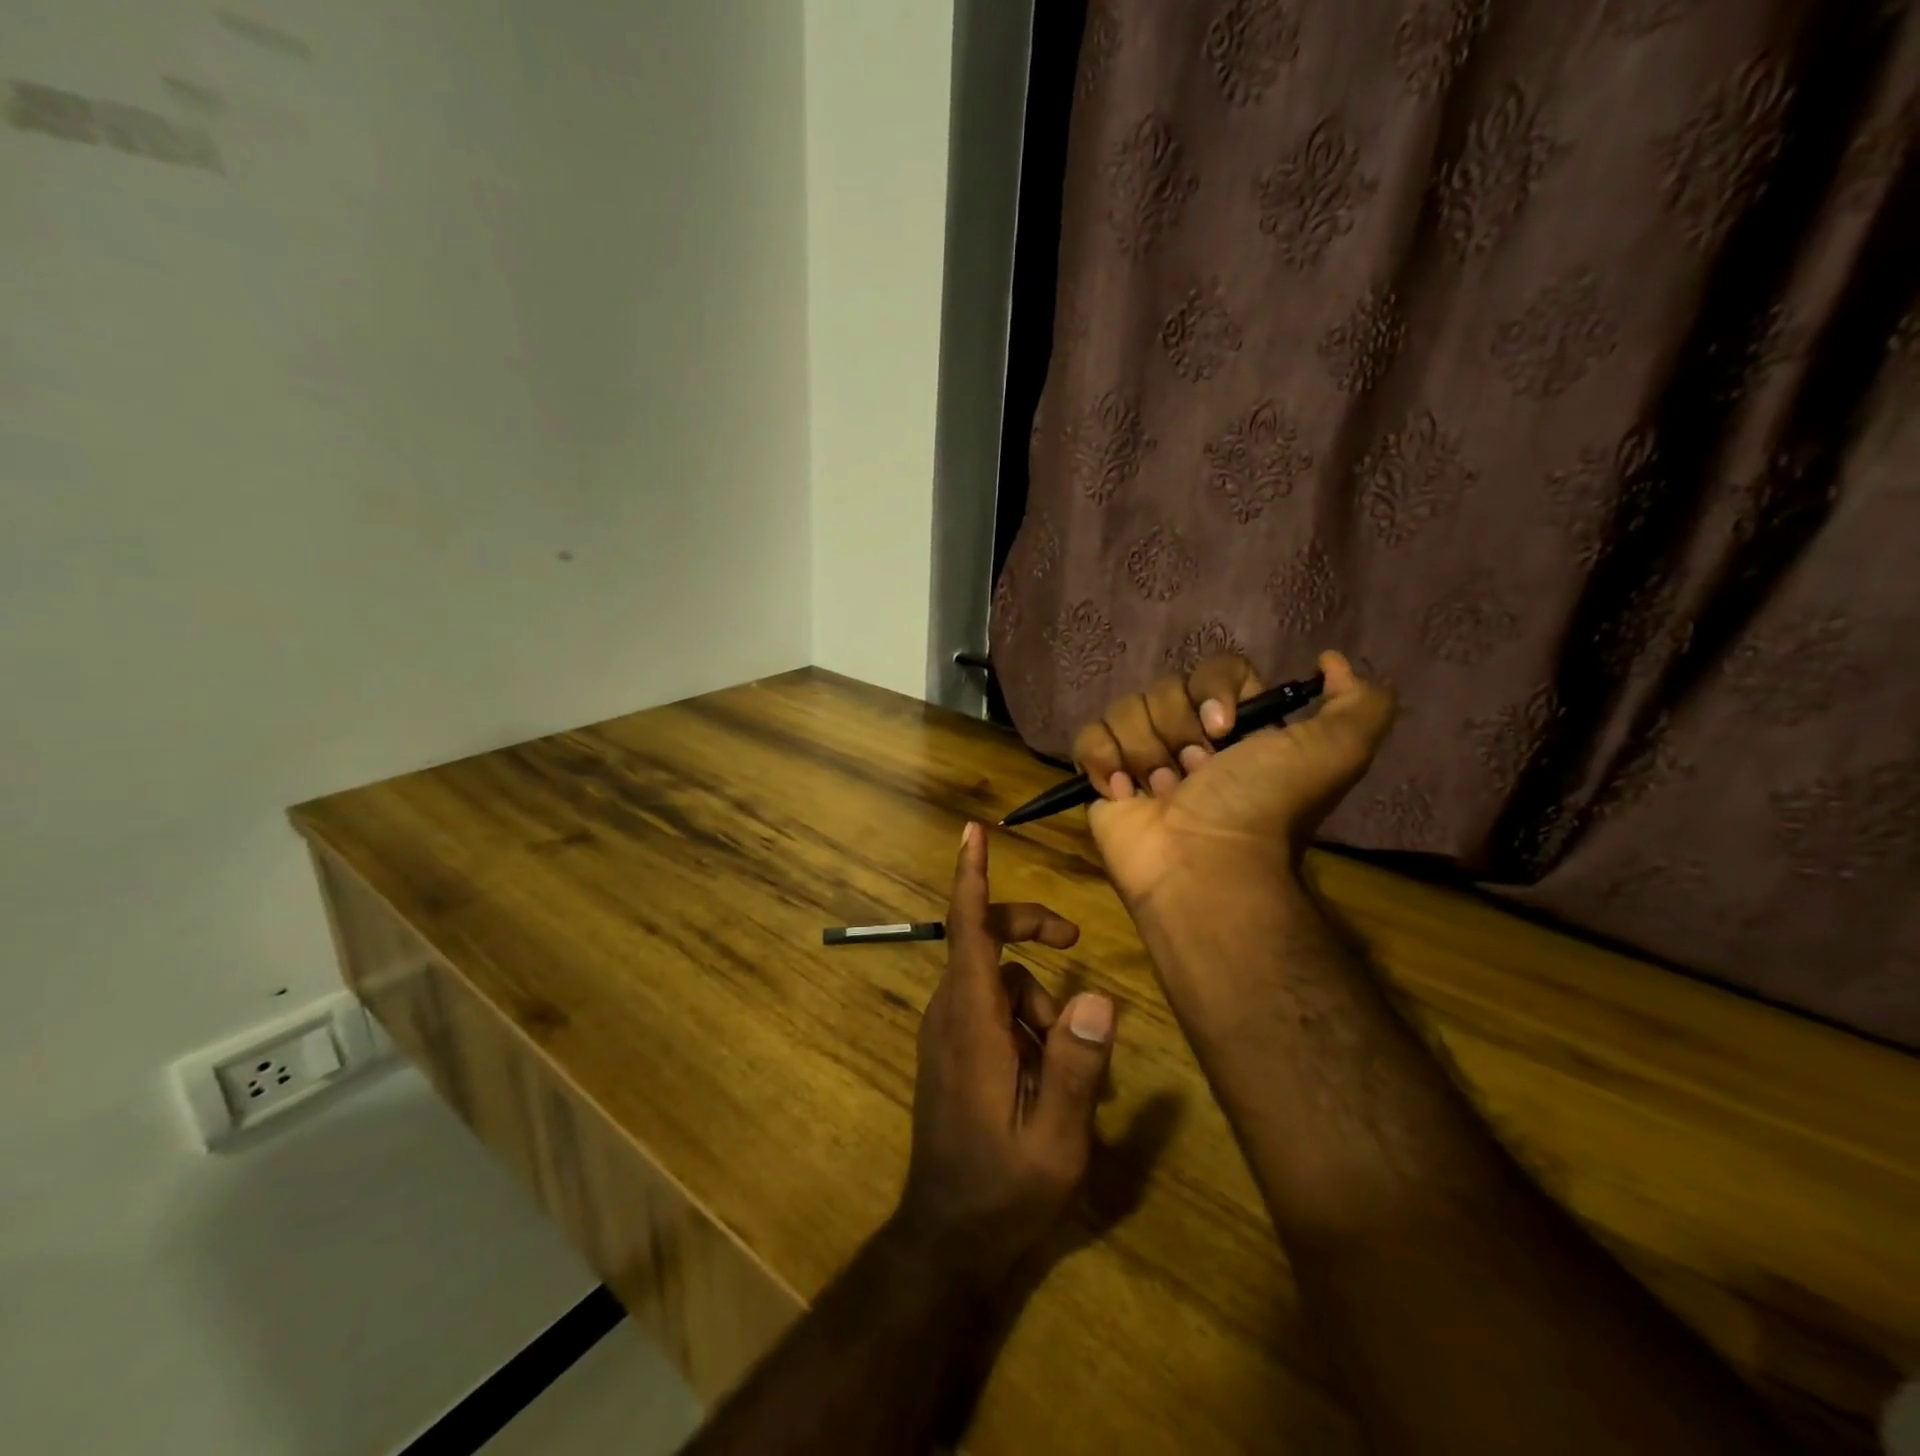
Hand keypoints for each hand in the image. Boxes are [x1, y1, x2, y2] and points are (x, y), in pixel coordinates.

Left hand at [893, 823, 1116, 1282]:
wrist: (948, 1238)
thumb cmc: (1003, 1188)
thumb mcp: (1054, 1137)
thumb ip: (1076, 1066)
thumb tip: (1099, 997)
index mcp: (971, 1022)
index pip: (967, 930)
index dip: (970, 877)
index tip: (972, 831)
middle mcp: (950, 1014)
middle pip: (984, 943)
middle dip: (1029, 932)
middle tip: (1075, 943)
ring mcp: (947, 1033)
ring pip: (996, 981)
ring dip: (1037, 1002)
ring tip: (1066, 1064)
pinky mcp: (952, 1051)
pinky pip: (990, 1010)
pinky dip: (1023, 1022)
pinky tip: (1046, 1074)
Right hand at [1072, 650, 1394, 909]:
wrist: (1204, 865)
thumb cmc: (1262, 807)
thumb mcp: (1335, 752)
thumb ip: (1359, 702)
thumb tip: (1331, 659)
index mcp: (1238, 726)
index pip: (1215, 670)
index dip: (1212, 692)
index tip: (1223, 730)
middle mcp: (1189, 736)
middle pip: (1164, 689)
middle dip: (1177, 731)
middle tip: (1195, 775)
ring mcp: (1141, 756)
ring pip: (1125, 710)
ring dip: (1145, 753)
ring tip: (1161, 794)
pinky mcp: (1101, 776)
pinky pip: (1088, 737)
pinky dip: (1101, 761)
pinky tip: (1121, 793)